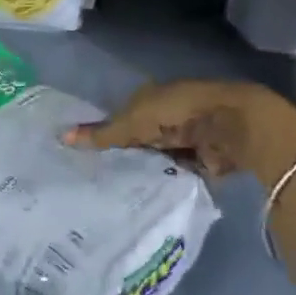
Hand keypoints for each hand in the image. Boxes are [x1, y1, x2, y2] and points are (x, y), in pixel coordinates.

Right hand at [63, 79, 295, 184]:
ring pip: (157, 157)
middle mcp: (168, 114)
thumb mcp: (133, 122)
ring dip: (145, 170)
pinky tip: (144, 198)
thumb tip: (61, 137)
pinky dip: (165, 183)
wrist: (234, 126)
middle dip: (124, 154)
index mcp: (151, 96)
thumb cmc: (180, 112)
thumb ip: (101, 134)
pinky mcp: (203, 159)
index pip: (121, 114)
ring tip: (115, 193)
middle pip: (139, 137)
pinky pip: (176, 174)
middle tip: (96, 179)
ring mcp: (186, 137)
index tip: (84, 155)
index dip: (104, 132)